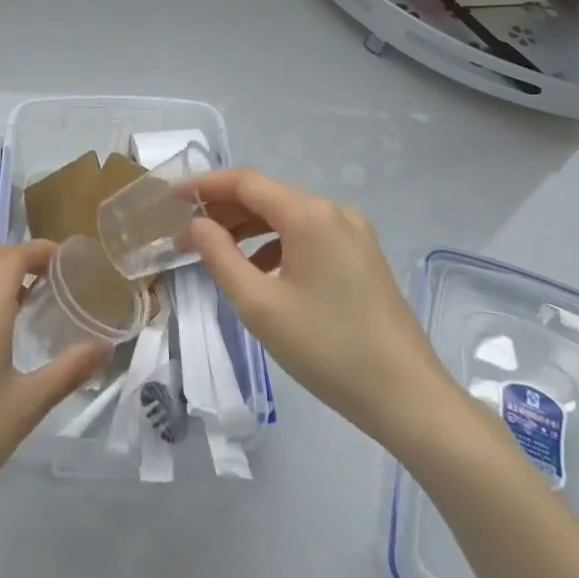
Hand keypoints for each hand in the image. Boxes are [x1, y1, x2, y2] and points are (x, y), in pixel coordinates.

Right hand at [187, 168, 449, 443]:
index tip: (171, 197)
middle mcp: (333, 211)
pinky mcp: (363, 256)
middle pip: (267, 196)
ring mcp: (354, 232)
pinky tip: (260, 270)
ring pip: (288, 216)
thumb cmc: (326, 348)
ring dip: (249, 228)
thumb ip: (221, 256)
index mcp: (309, 214)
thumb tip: (197, 224)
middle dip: (224, 211)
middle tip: (185, 235)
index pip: (245, 182)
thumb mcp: (260, 305)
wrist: (406, 395)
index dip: (204, 185)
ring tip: (215, 251)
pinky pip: (309, 235)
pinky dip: (277, 243)